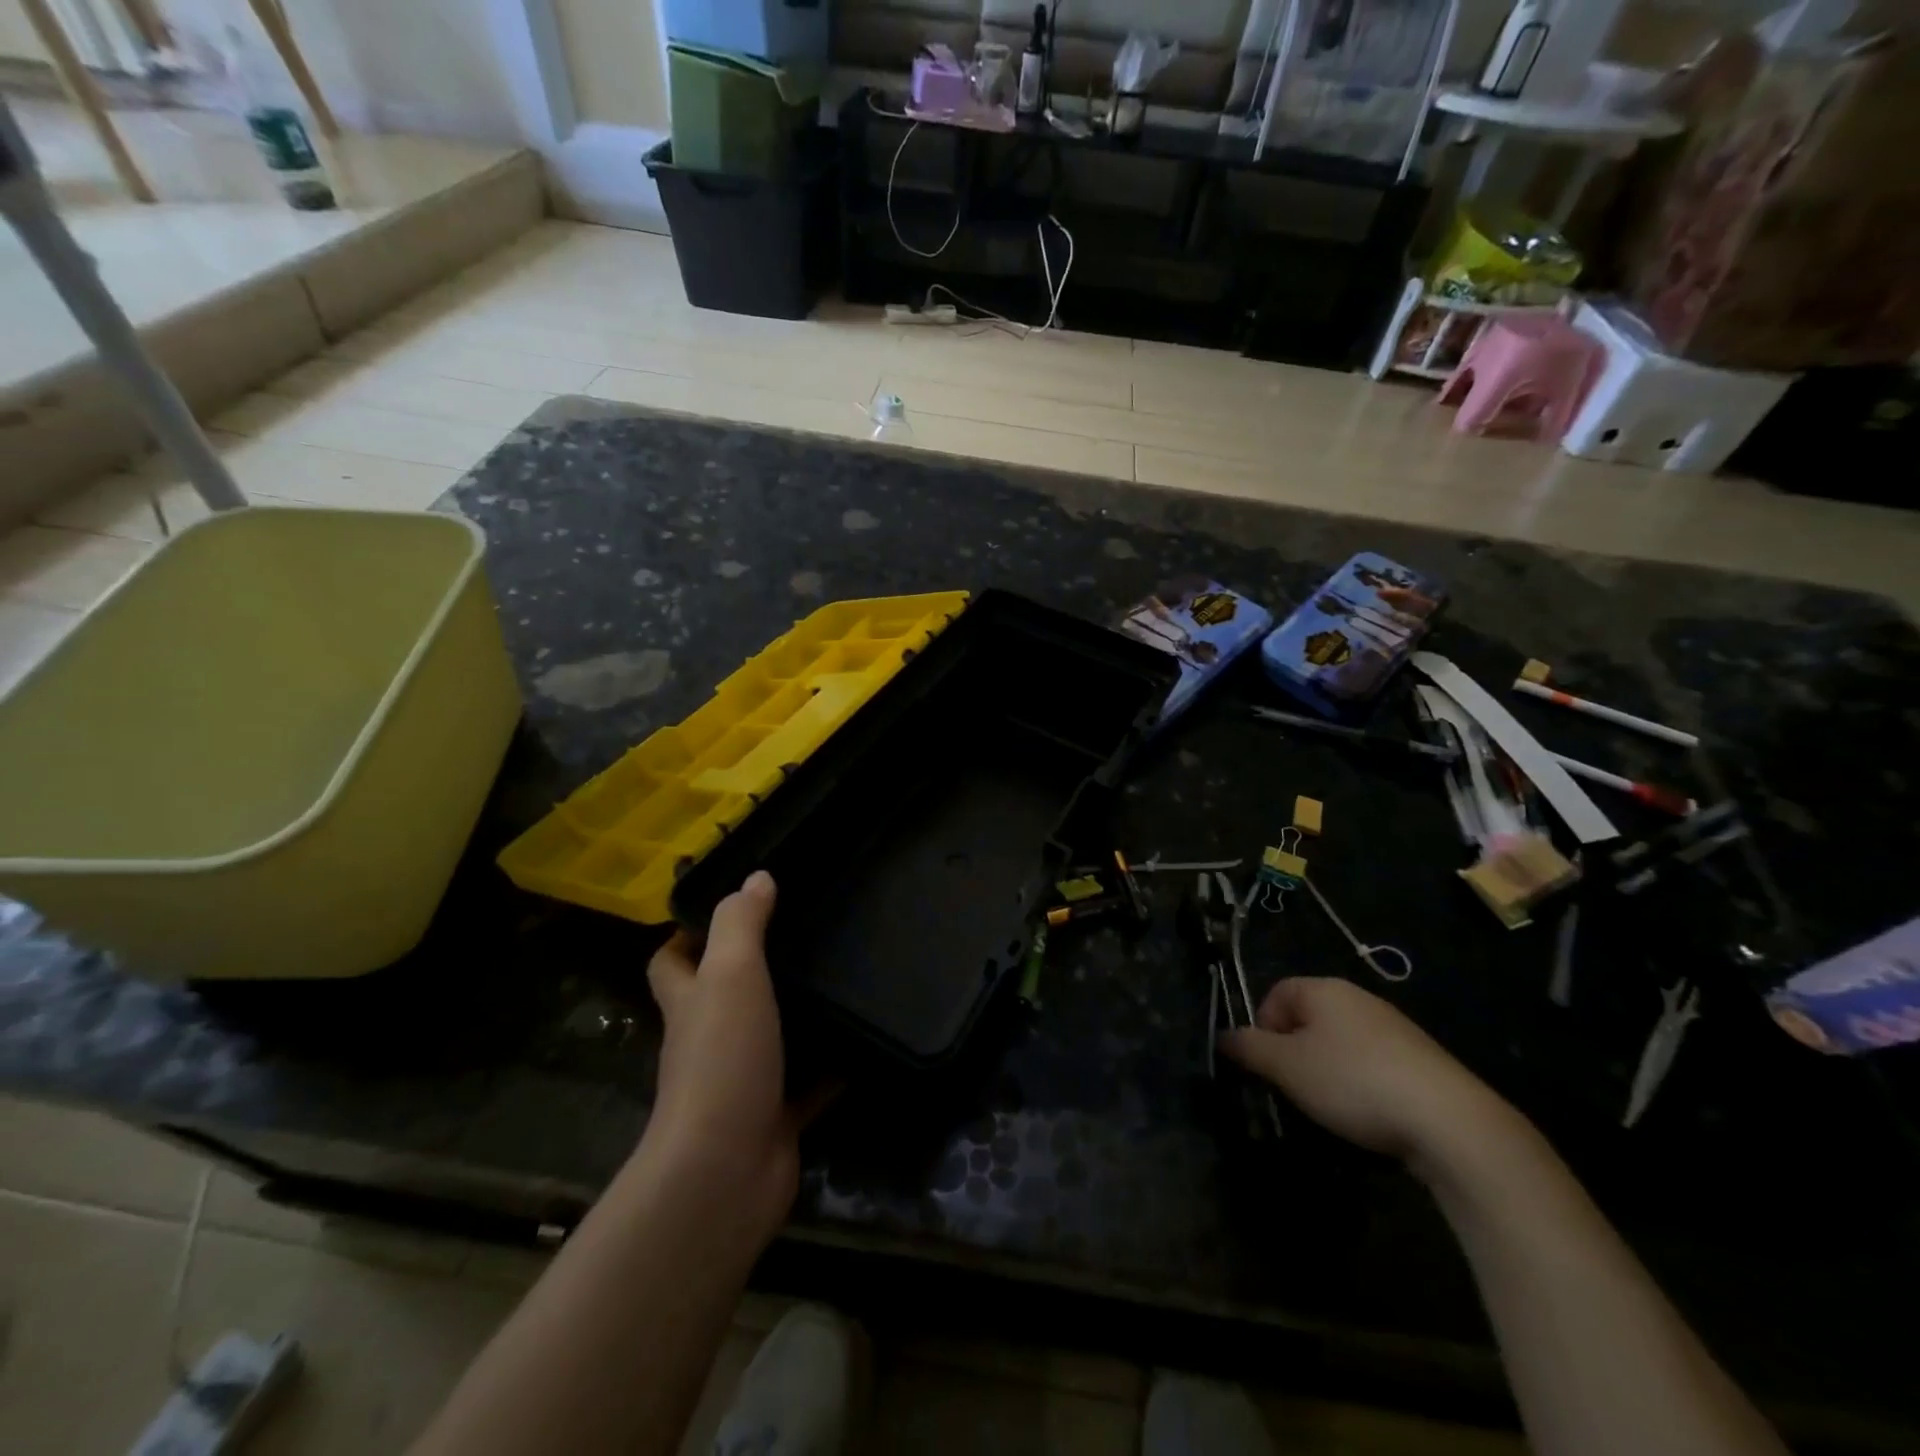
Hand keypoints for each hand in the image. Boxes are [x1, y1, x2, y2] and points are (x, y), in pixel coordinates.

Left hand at [644, 871, 806, 1237]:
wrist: (726, 1171)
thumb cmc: (722, 1060)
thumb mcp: (730, 976)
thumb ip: (740, 924)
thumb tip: (755, 878)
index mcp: (690, 1003)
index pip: (671, 961)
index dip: (688, 934)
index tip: (732, 905)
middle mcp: (709, 1039)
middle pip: (721, 997)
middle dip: (751, 967)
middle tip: (802, 931)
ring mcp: (742, 1079)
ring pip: (768, 1036)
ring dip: (794, 1012)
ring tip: (838, 972)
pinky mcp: (775, 1115)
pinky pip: (808, 1083)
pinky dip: (831, 1064)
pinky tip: (863, 1037)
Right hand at [1220, 977, 1518, 1170]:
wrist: (1449, 1121)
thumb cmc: (1352, 1081)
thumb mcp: (1287, 1067)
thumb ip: (1249, 1048)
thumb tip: (1223, 1036)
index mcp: (1324, 989)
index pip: (1277, 993)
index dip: (1262, 1026)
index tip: (1266, 1065)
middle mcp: (1359, 998)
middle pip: (1309, 1018)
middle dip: (1294, 1052)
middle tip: (1293, 1088)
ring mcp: (1395, 1029)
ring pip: (1341, 1043)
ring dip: (1327, 1070)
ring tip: (1330, 1106)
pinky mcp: (1421, 1061)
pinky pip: (1373, 1064)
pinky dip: (1361, 1084)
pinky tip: (1368, 1114)